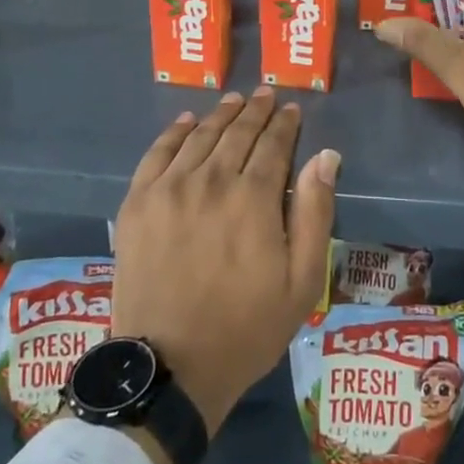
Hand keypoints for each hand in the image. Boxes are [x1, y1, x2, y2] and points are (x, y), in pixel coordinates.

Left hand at [112, 88, 338, 438]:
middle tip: (266, 95)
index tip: (292, 110)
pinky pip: (158, 152)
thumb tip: (326, 157)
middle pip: (237, 132)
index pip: (274, 144)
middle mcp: (212, 180)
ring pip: (200, 135)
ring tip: (234, 101)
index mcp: (254, 198)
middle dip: (256, 111)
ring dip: (221, 114)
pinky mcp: (138, 202)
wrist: (169, 368)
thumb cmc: (246, 328)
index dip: (285, 124)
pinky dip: (175, 131)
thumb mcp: (302, 282)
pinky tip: (187, 121)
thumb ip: (316, 214)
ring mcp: (170, 188)